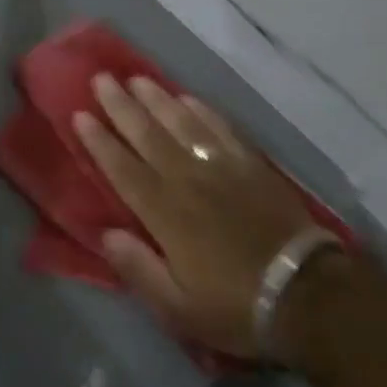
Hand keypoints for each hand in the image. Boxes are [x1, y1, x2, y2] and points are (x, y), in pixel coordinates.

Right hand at [74, 75, 318, 357]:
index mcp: (165, 213)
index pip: (124, 169)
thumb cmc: (235, 306)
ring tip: (137, 79)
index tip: (81, 114)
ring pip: (182, 122)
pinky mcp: (251, 163)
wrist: (305, 292)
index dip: (100, 141)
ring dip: (157, 99)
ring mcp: (222, 166)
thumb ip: (138, 268)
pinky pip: (220, 127)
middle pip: (148, 135)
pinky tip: (187, 98)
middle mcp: (188, 179)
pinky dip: (201, 110)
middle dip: (121, 106)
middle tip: (101, 79)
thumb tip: (105, 233)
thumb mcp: (177, 307)